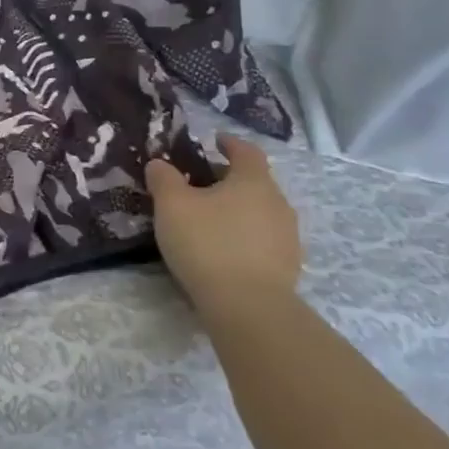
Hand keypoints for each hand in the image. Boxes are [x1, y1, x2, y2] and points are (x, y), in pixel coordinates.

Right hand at [146, 133, 302, 320]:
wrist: (248, 308)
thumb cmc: (208, 244)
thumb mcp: (172, 205)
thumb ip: (164, 178)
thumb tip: (160, 164)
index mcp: (253, 181)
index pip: (246, 151)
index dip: (230, 143)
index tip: (215, 141)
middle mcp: (278, 203)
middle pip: (254, 182)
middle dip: (229, 180)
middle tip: (200, 185)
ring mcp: (287, 237)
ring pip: (260, 212)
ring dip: (238, 210)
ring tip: (210, 220)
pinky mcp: (288, 267)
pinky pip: (263, 240)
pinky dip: (244, 236)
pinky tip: (223, 250)